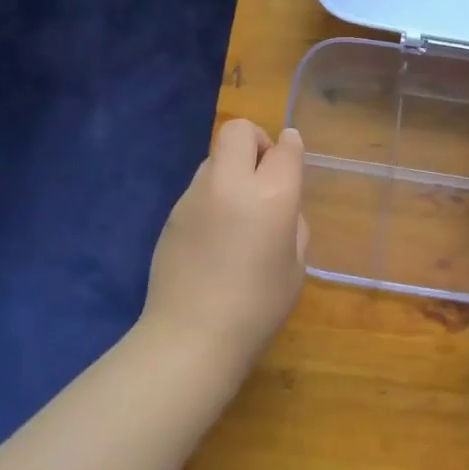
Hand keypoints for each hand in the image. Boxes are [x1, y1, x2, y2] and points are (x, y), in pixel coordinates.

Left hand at [142, 119, 307, 370]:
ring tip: (238, 210)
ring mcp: (195, 196)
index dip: (291, 146)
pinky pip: (199, 188)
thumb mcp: (295, 267)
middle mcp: (230, 184)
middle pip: (239, 131)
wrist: (190, 338)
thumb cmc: (257, 308)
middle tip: (264, 175)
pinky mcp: (172, 213)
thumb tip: (282, 204)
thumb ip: (293, 223)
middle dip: (256, 141)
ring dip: (232, 169)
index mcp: (271, 196)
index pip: (284, 147)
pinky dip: (213, 195)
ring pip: (215, 157)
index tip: (291, 154)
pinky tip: (215, 234)